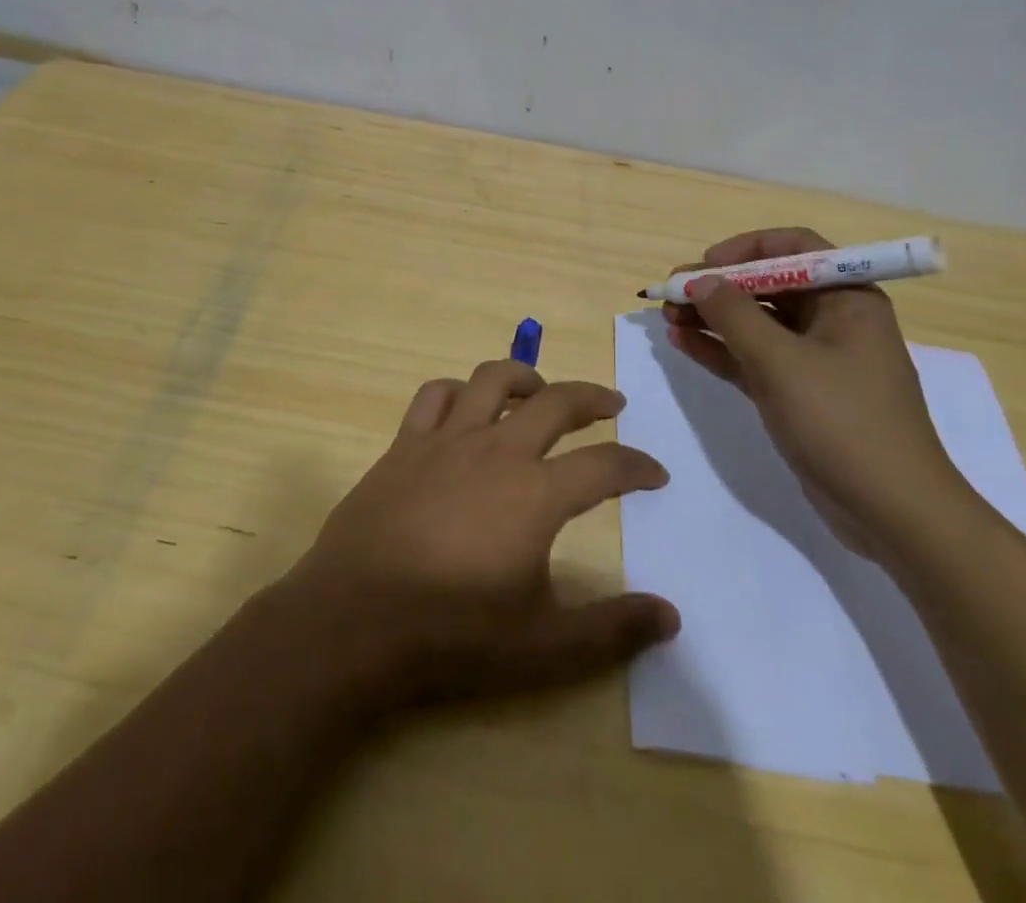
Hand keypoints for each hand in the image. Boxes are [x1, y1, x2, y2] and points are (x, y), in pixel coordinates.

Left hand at [286, 361, 679, 706]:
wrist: (356, 620)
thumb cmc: (453, 632)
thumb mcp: (544, 646)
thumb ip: (611, 629)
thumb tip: (670, 615)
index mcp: (537, 493)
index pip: (605, 465)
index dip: (637, 465)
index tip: (655, 473)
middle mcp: (497, 450)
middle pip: (557, 402)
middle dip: (592, 398)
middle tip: (612, 403)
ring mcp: (447, 440)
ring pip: (493, 380)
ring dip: (526, 378)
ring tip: (540, 391)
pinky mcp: (405, 444)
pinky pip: (435, 395)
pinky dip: (458, 391)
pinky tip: (466, 406)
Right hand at [664, 228, 975, 559]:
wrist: (893, 513)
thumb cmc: (842, 421)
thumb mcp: (781, 361)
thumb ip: (734, 315)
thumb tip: (698, 280)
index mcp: (847, 298)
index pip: (794, 248)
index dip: (745, 249)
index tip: (704, 264)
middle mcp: (834, 320)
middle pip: (769, 286)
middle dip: (719, 288)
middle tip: (670, 295)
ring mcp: (817, 359)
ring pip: (757, 324)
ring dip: (713, 318)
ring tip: (667, 319)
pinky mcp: (801, 394)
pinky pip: (755, 359)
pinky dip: (721, 350)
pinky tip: (683, 344)